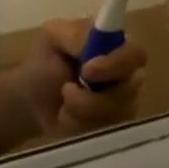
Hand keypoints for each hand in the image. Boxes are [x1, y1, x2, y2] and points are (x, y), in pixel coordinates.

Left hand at [13, 18, 147, 134]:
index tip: (87, 71)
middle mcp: (128, 76)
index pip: (135, 55)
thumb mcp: (53, 37)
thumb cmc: (47, 63)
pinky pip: (101, 132)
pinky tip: (66, 116)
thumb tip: (93, 43)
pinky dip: (77, 125)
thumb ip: (75, 35)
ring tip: (62, 102)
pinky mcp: (113, 129)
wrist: (33, 100)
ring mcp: (124, 105)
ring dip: (80, 110)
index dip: (116, 64)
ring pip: (114, 115)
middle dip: (92, 97)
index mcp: (117, 48)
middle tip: (66, 91)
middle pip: (129, 90)